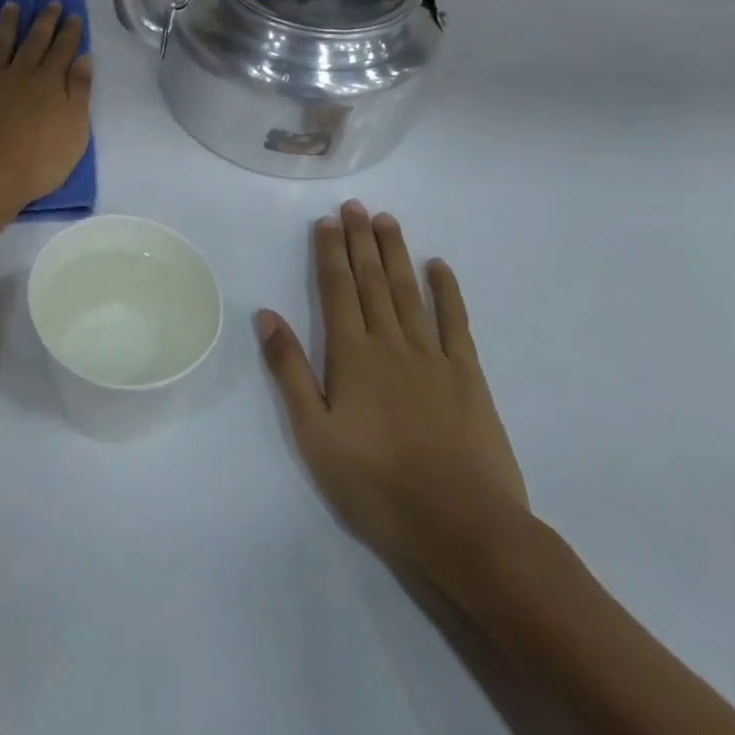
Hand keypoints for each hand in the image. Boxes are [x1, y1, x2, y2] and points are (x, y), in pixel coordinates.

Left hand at [0, 2, 91, 217]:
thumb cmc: (38, 162)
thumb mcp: (74, 132)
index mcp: (54, 82)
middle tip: (52, 3)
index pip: (65, 50)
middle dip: (47, 20)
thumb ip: (80, 92)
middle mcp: (27, 71)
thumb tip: (84, 58)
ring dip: (15, 21)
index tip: (73, 16)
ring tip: (16, 6)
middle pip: (39, 40)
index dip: (71, 32)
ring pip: (9, 40)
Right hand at [256, 204, 530, 594]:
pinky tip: (440, 266)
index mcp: (351, 355)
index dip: (330, 252)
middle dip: (361, 240)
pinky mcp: (468, 377)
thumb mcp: (314, 435)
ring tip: (387, 220)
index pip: (337, 289)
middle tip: (356, 205)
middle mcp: (390, 343)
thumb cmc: (377, 485)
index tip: (327, 220)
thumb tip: (266, 315)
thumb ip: (289, 370)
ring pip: (409, 292)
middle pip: (372, 281)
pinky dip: (447, 291)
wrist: (464, 528)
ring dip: (396, 253)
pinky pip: (455, 323)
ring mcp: (433, 357)